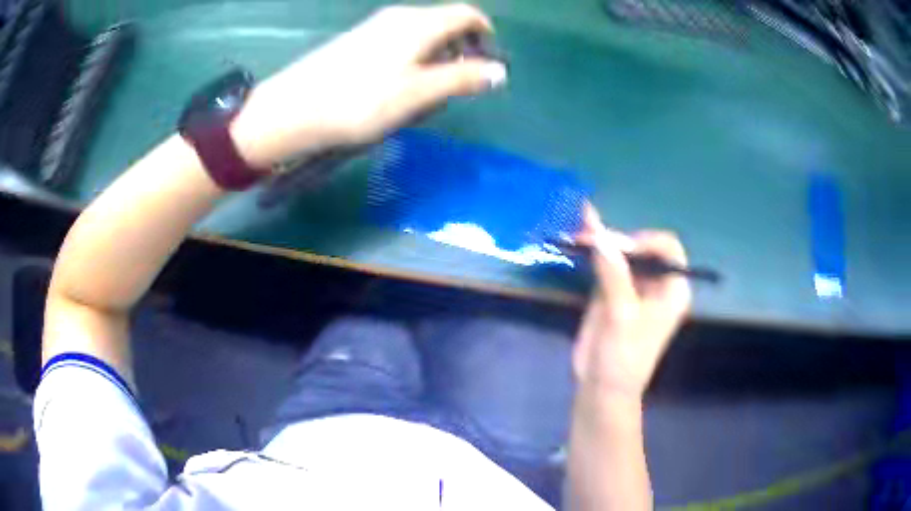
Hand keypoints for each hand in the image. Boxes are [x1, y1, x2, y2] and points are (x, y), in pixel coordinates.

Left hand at [231, 3, 506, 167]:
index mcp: (420, 23)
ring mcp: (375, 28)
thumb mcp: (419, 93)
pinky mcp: (357, 42)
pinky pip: (399, 46)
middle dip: (459, 54)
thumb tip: (499, 72)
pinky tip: (394, 92)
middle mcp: (400, 17)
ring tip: (421, 100)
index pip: (468, 14)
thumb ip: (463, 79)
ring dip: (434, 64)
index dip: (486, 35)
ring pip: (423, 38)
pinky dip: (411, 65)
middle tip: (453, 91)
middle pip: (446, 25)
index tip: (488, 64)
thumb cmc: (361, 101)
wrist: (293, 110)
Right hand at [573, 206, 690, 399]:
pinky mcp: (611, 292)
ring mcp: (632, 287)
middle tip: (588, 235)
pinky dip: (592, 252)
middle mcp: (656, 283)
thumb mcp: (621, 316)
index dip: (644, 241)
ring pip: (622, 253)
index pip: (667, 248)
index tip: (618, 249)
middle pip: (642, 247)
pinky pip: (605, 265)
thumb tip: (599, 234)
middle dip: (617, 238)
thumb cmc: (623, 358)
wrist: (601, 389)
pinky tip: (577, 238)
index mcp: (672, 289)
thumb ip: (613, 274)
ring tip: (579, 232)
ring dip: (602, 240)